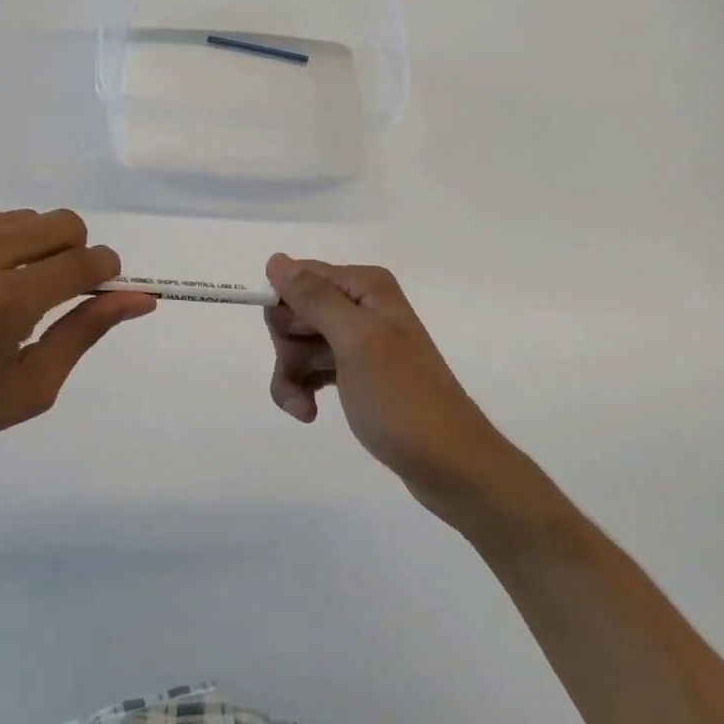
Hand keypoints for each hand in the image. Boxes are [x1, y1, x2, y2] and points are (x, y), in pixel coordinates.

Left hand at [0, 196, 154, 504]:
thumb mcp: (26, 390)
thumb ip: (85, 333)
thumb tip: (140, 297)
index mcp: (0, 305)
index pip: (85, 259)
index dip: (102, 272)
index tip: (94, 285)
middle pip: (59, 223)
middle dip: (65, 255)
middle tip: (36, 296)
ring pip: (14, 215)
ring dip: (17, 247)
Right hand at [263, 255, 535, 525]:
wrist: (448, 463)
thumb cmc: (402, 399)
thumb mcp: (356, 341)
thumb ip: (315, 298)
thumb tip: (275, 260)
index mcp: (365, 286)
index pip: (298, 277)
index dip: (285, 311)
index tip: (292, 342)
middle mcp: (362, 304)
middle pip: (295, 311)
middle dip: (288, 347)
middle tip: (304, 374)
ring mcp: (359, 340)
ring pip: (298, 343)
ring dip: (292, 374)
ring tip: (305, 409)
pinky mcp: (356, 372)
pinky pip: (311, 368)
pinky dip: (302, 388)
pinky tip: (309, 412)